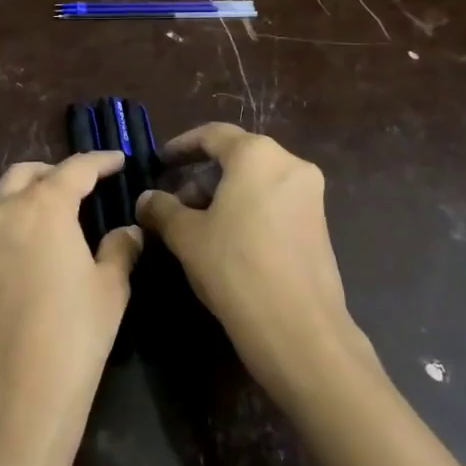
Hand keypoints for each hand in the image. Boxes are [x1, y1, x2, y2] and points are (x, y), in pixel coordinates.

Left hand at [0, 152, 142, 463]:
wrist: (11, 401)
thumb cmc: (73, 337)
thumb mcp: (110, 290)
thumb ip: (120, 249)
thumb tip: (127, 231)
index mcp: (42, 207)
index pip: (75, 169)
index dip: (99, 161)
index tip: (117, 160)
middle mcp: (0, 214)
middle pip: (25, 174)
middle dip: (54, 173)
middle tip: (79, 188)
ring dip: (23, 200)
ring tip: (49, 220)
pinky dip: (5, 234)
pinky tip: (23, 262)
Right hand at [137, 125, 370, 407]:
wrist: (300, 330)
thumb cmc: (235, 268)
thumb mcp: (186, 237)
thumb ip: (162, 209)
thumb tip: (146, 199)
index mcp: (257, 155)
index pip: (213, 135)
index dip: (182, 146)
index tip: (161, 161)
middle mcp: (290, 164)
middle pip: (236, 157)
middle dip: (201, 177)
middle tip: (173, 204)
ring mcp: (310, 195)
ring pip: (256, 181)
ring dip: (223, 195)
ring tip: (195, 226)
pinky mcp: (319, 224)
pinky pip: (274, 201)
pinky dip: (247, 209)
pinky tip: (226, 241)